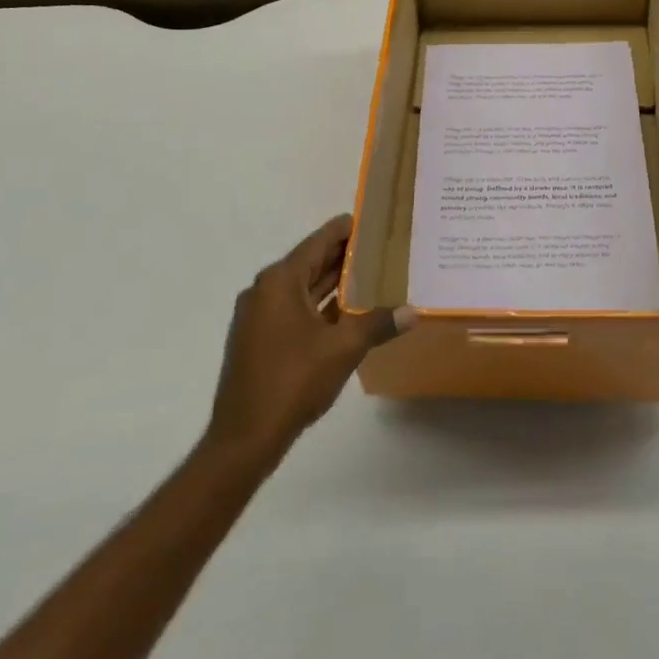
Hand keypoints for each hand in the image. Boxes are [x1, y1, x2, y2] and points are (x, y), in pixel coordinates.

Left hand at [206, 215, 415, 460]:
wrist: (244, 437)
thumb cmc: (293, 381)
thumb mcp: (343, 349)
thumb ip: (378, 324)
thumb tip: (413, 311)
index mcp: (280, 282)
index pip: (319, 241)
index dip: (346, 229)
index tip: (373, 220)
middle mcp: (265, 290)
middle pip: (310, 262)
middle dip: (344, 256)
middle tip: (382, 247)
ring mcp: (258, 316)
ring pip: (303, 288)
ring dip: (333, 283)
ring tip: (372, 275)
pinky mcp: (259, 339)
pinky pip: (294, 309)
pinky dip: (320, 305)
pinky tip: (348, 312)